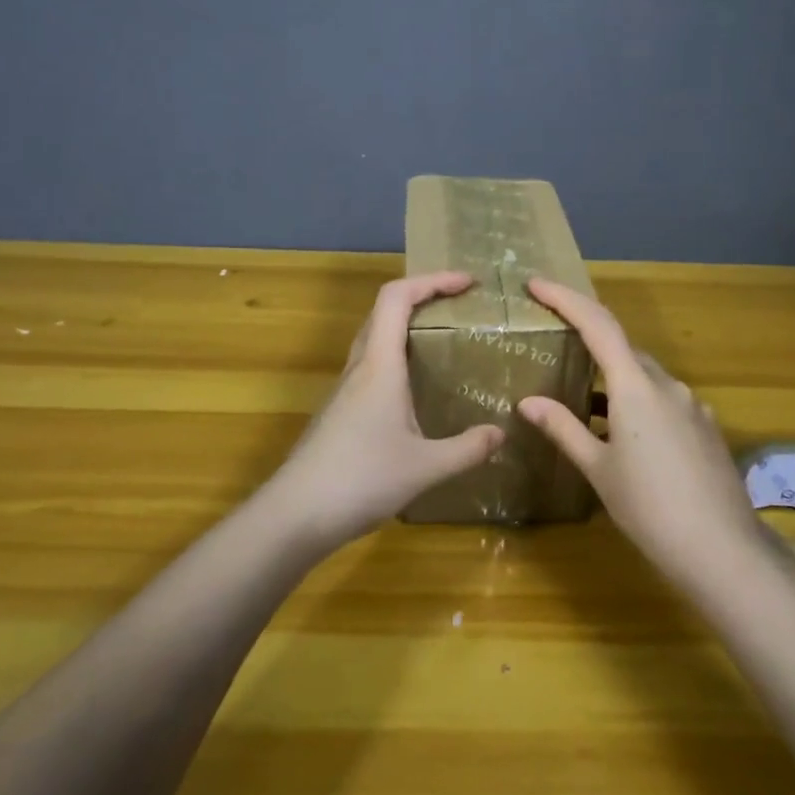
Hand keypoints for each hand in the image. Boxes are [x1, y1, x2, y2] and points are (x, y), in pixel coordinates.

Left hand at [262, 272, 504, 549]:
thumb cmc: (361, 479)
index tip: (467, 283)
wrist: (295, 514)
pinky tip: (416, 390)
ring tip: (443, 342)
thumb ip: (467, 449)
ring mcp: (344, 389)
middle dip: (422, 297)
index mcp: (379, 365)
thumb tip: (500, 433)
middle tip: (460, 307)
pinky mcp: (339, 411)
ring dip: (406, 327)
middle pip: (383, 310)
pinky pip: (370, 366)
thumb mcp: (425, 467)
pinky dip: (396, 358)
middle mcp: (359, 367)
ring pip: (374, 338)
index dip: (431, 280)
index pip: (397, 297)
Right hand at [518, 278, 765, 583]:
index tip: (536, 284)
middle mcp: (668, 385)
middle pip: (623, 348)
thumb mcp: (598, 469)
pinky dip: (638, 403)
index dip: (565, 299)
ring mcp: (693, 405)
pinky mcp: (706, 427)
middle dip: (589, 340)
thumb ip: (564, 428)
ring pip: (645, 376)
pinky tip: (625, 434)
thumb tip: (528, 402)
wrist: (722, 550)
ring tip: (584, 400)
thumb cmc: (649, 508)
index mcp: (636, 387)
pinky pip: (665, 400)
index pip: (597, 324)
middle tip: (556, 345)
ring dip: (614, 379)